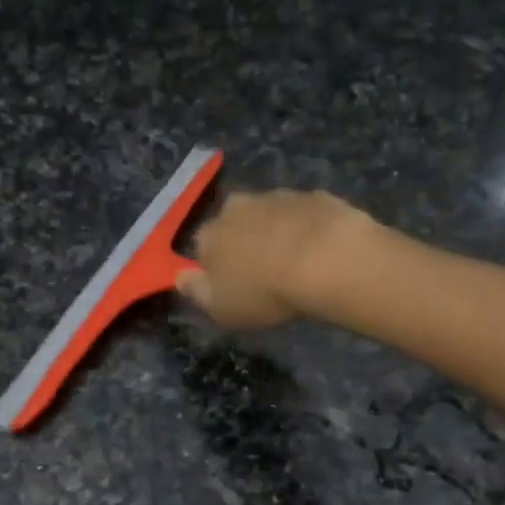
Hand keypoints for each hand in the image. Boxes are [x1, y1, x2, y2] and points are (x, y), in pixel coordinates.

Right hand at [176, 190, 371, 329]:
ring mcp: (277, 197)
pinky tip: (321, 249)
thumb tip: (179, 276)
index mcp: (210, 235)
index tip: (232, 284)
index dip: (215, 265)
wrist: (325, 260)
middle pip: (234, 224)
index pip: (202, 246)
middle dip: (244, 241)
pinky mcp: (313, 196)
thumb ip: (196, 291)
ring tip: (296, 261)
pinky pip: (303, 213)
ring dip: (276, 232)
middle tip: (264, 270)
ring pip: (269, 215)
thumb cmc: (264, 292)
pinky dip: (307, 227)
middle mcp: (237, 207)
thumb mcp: (221, 308)